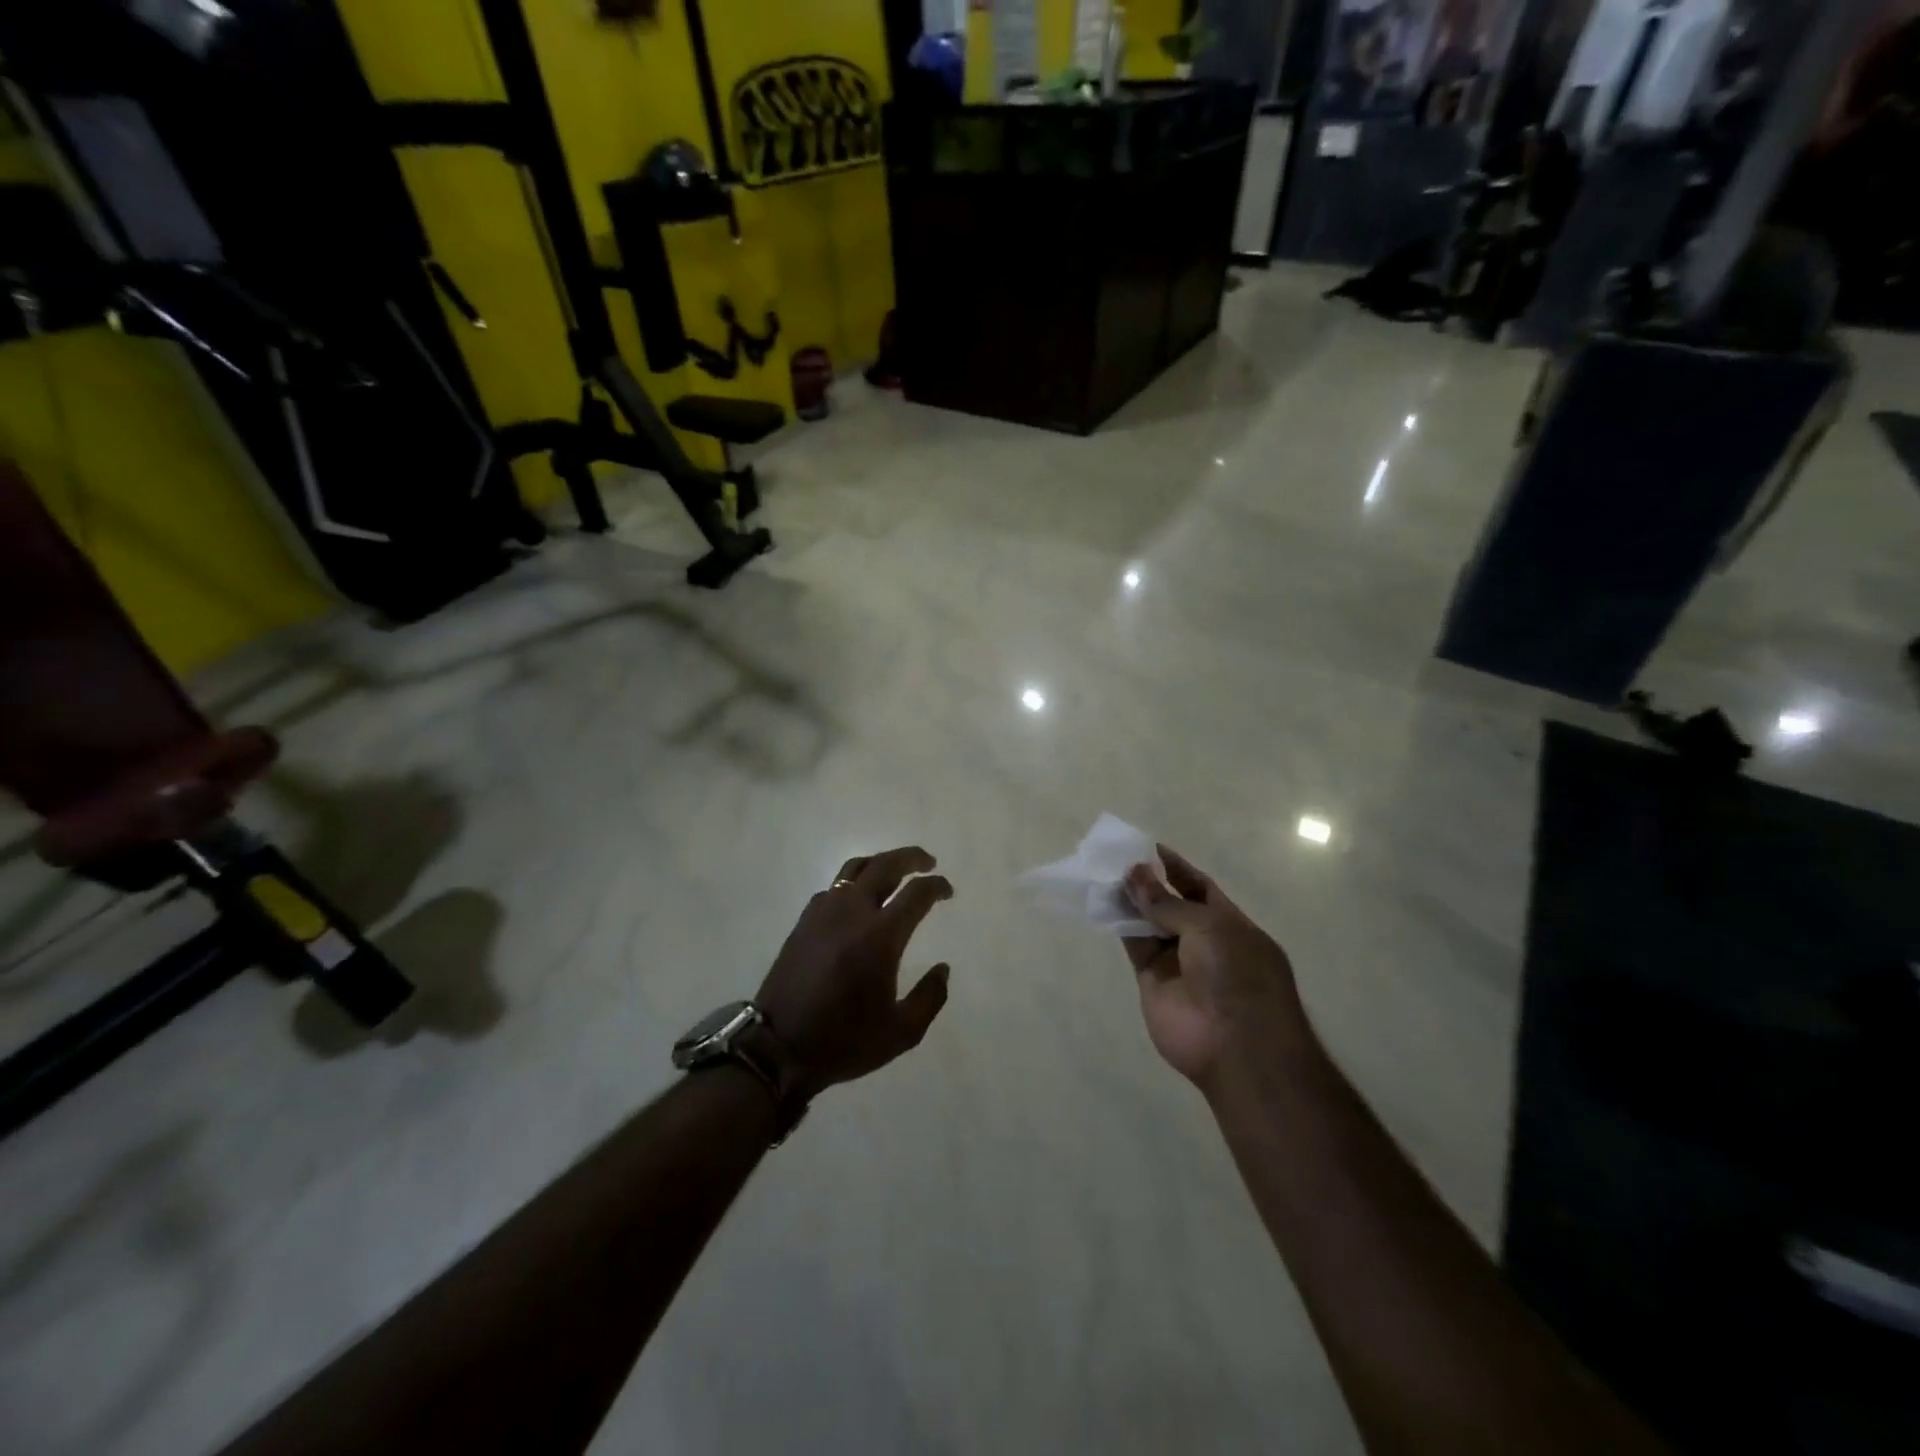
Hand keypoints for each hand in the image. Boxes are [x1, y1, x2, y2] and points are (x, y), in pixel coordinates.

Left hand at [755, 847, 953, 1100]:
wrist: (778, 1048)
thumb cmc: (844, 1041)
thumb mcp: (902, 1032)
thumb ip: (930, 997)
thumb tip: (943, 968)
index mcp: (880, 936)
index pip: (917, 893)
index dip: (936, 886)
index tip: (947, 890)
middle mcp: (852, 912)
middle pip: (885, 865)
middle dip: (911, 857)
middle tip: (928, 862)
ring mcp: (823, 913)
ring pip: (855, 868)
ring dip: (880, 863)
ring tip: (895, 871)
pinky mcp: (804, 921)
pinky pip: (834, 887)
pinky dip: (854, 883)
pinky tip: (859, 900)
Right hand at [1123, 846, 1306, 1089]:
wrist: (1234, 1044)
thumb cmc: (1237, 975)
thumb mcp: (1208, 927)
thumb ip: (1167, 902)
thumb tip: (1135, 874)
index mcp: (1230, 924)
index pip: (1200, 887)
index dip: (1176, 868)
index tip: (1149, 847)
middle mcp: (1203, 941)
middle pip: (1171, 904)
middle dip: (1148, 883)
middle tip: (1117, 858)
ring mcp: (1177, 962)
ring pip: (1148, 923)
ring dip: (1130, 900)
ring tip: (1104, 873)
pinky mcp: (1152, 980)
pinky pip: (1134, 946)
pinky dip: (1119, 925)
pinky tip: (1103, 902)